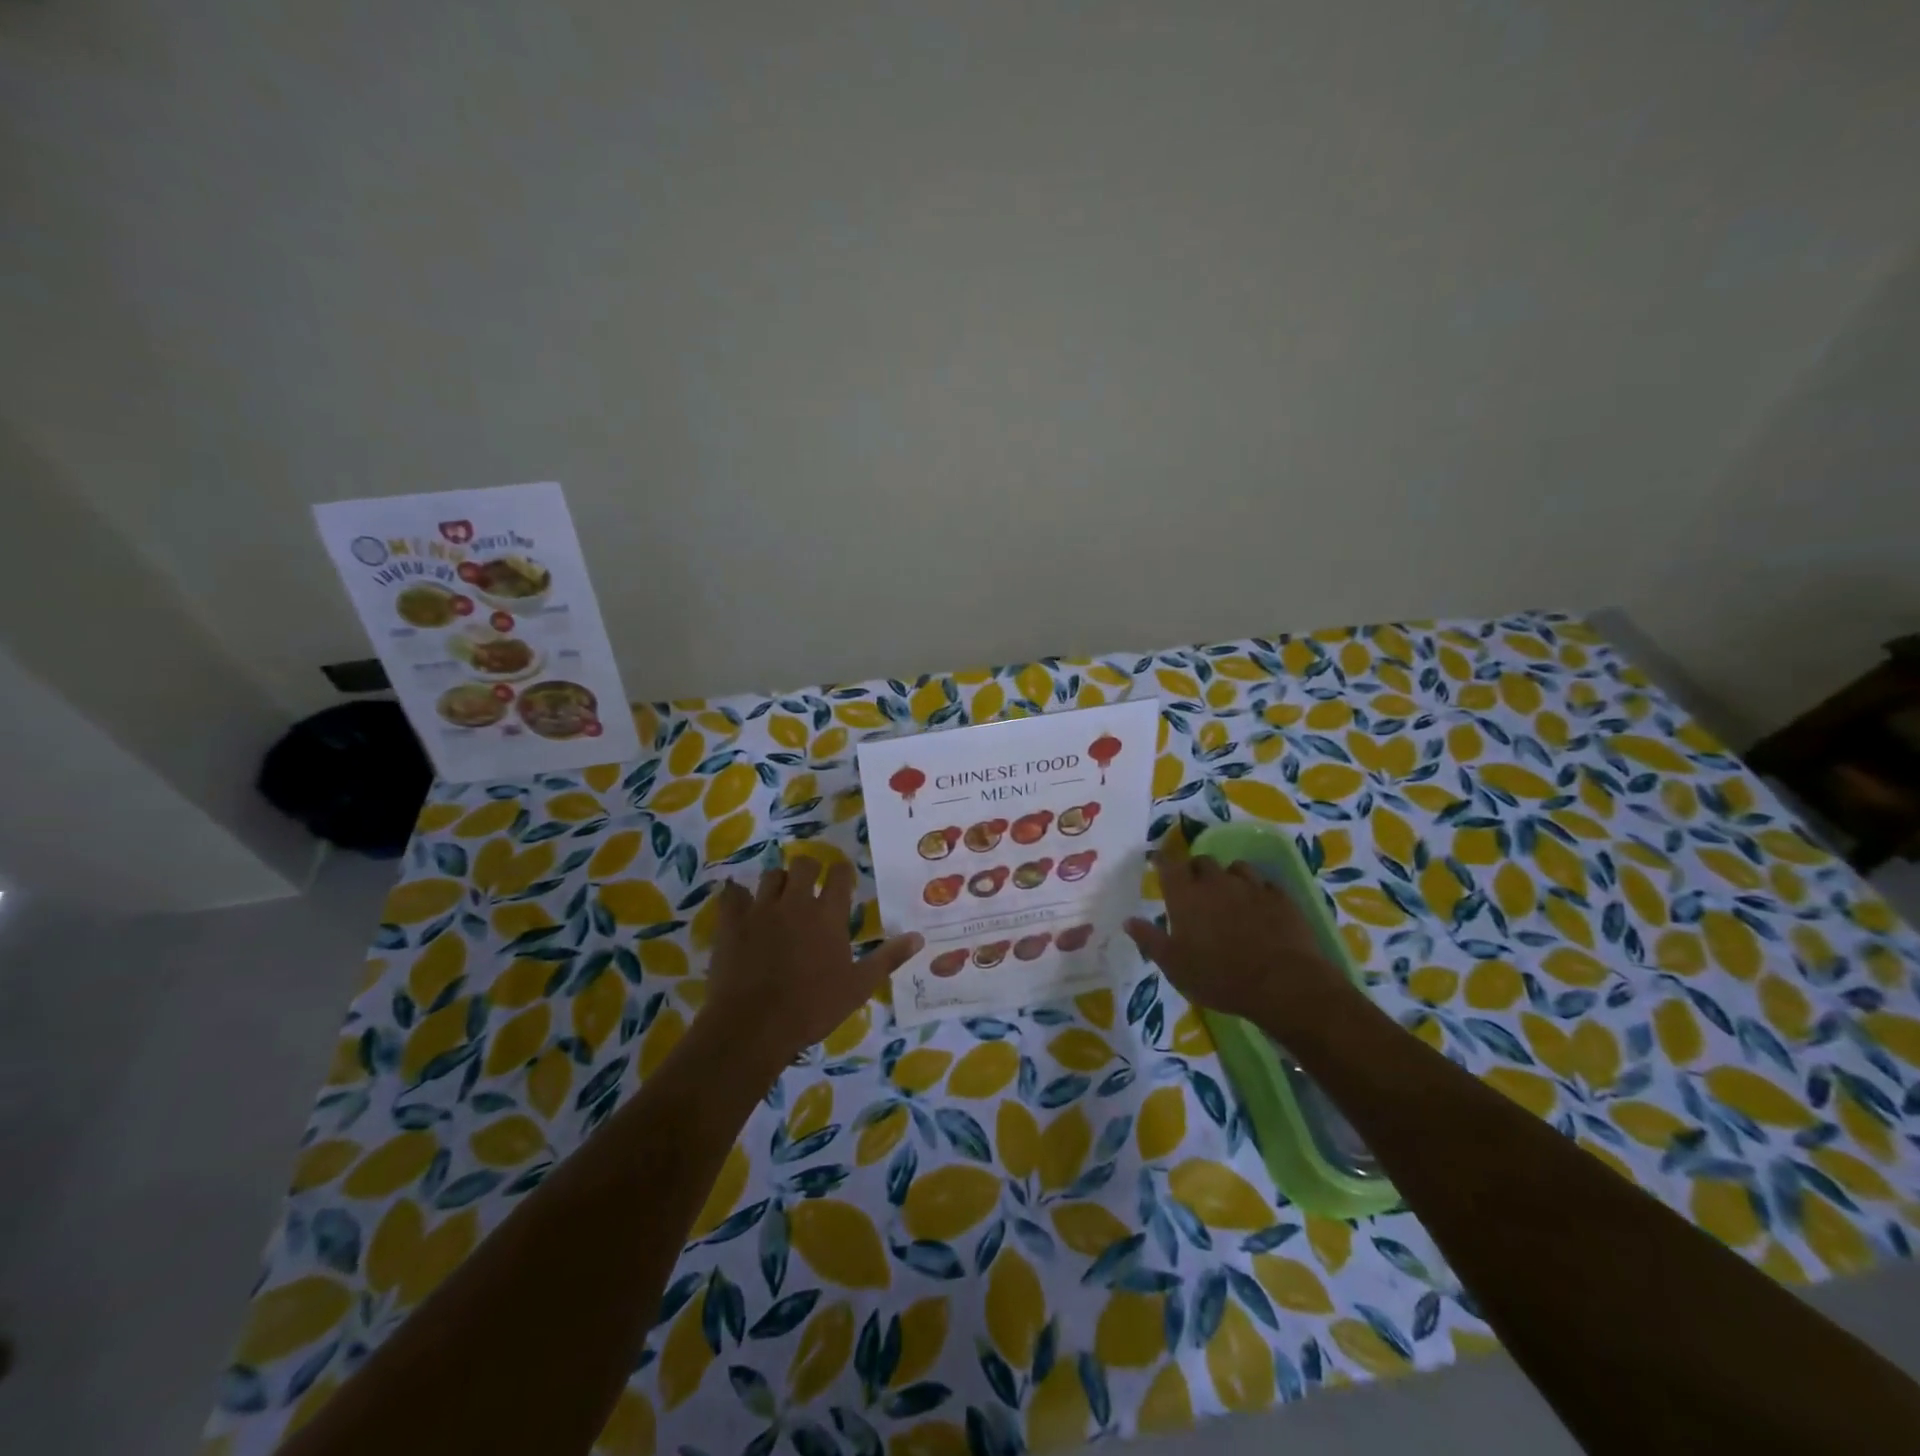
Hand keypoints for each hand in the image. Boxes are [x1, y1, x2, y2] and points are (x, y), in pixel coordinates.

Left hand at [701, 857, 921, 1073]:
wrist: (754, 1026)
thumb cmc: (812, 1008)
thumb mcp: (858, 987)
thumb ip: (888, 959)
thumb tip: (919, 937)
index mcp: (828, 915)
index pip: (839, 875)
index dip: (842, 871)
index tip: (843, 876)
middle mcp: (795, 902)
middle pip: (803, 865)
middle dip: (809, 868)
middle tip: (810, 883)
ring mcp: (760, 910)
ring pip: (770, 876)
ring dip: (778, 882)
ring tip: (779, 896)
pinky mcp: (732, 922)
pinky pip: (732, 894)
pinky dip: (737, 894)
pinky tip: (740, 902)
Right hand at [1125, 838, 1358, 1036]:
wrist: (1282, 984)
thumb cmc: (1218, 977)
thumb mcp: (1174, 965)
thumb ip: (1149, 940)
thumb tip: (1129, 920)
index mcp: (1185, 895)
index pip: (1168, 865)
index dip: (1161, 861)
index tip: (1157, 862)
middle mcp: (1216, 881)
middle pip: (1202, 861)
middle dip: (1195, 870)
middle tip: (1194, 888)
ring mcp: (1251, 886)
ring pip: (1236, 868)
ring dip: (1228, 877)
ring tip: (1228, 894)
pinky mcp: (1280, 897)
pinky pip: (1264, 884)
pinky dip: (1256, 891)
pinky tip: (1258, 907)